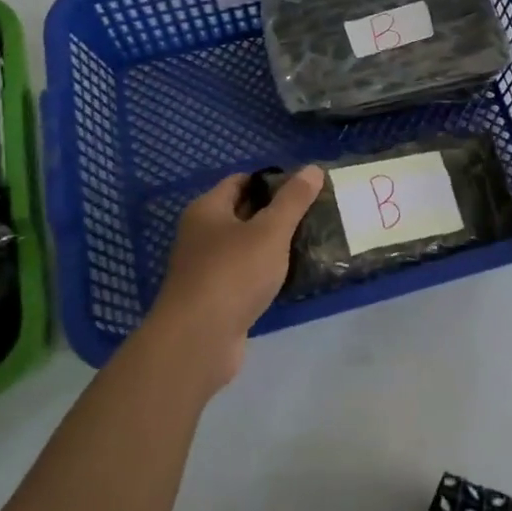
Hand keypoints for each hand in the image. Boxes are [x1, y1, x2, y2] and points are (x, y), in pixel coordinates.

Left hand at [147, 166, 323, 386]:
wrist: (198, 342)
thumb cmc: (232, 274)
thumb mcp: (270, 231)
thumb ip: (293, 200)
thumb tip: (313, 168)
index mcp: (207, 210)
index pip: (240, 181)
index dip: (271, 180)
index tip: (303, 187)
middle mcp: (201, 235)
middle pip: (242, 213)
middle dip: (275, 213)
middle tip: (313, 214)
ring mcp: (205, 269)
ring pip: (245, 247)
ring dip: (272, 246)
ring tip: (309, 242)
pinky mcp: (215, 299)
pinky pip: (245, 276)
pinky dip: (265, 274)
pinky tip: (290, 277)